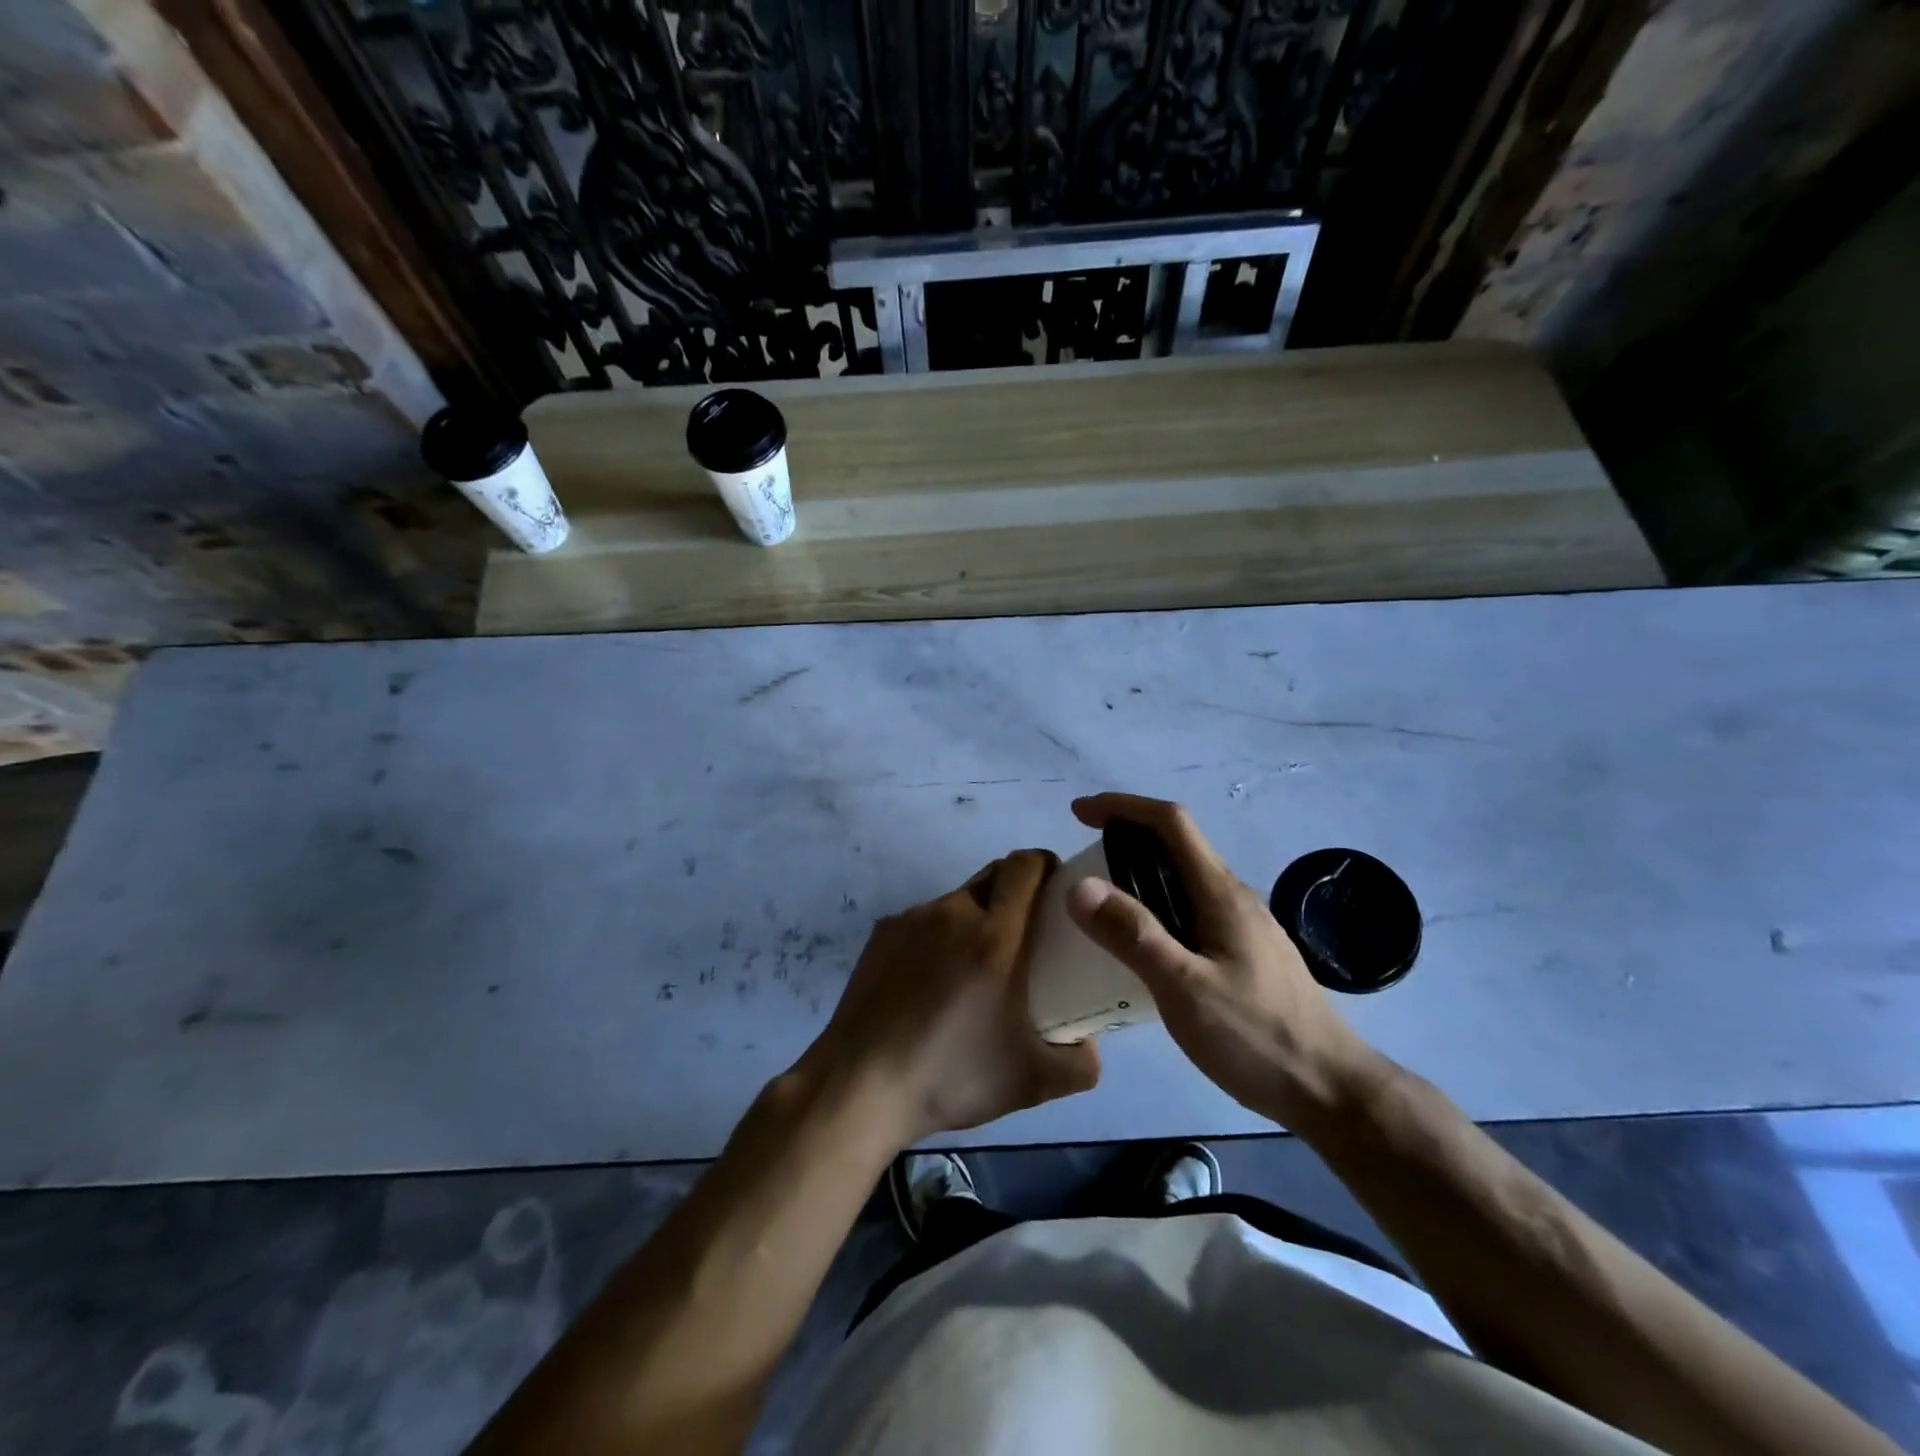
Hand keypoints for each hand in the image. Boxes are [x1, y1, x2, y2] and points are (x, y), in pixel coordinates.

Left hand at [806, 851, 1100, 1145]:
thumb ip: (1079, 1065)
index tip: (1059, 888)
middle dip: (1017, 889)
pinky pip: (923, 921)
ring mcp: (910, 920)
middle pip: (994, 875)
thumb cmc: (950, 1076)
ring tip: (975, 968)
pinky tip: (931, 984)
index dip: (1047, 865)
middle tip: (1028, 930)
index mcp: (994, 937)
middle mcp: (952, 913)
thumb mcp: (1031, 1082)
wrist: (859, 1086)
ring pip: (957, 900)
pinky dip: (939, 937)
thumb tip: (1090, 1048)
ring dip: (976, 917)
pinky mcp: (881, 935)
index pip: (1026, 866)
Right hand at [1065, 793, 1380, 1129]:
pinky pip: (1190, 909)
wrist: (1330, 1090)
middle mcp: (1233, 897)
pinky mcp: (1244, 953)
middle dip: (1125, 837)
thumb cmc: (1256, 1037)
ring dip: (1140, 873)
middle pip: (1176, 845)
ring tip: (1101, 903)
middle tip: (1081, 863)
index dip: (1123, 806)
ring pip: (1183, 879)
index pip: (1170, 822)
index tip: (1080, 813)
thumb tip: (1080, 886)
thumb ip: (1134, 935)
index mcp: (1221, 892)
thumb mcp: (1184, 988)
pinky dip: (1156, 905)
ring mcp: (1243, 925)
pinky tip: (1142, 944)